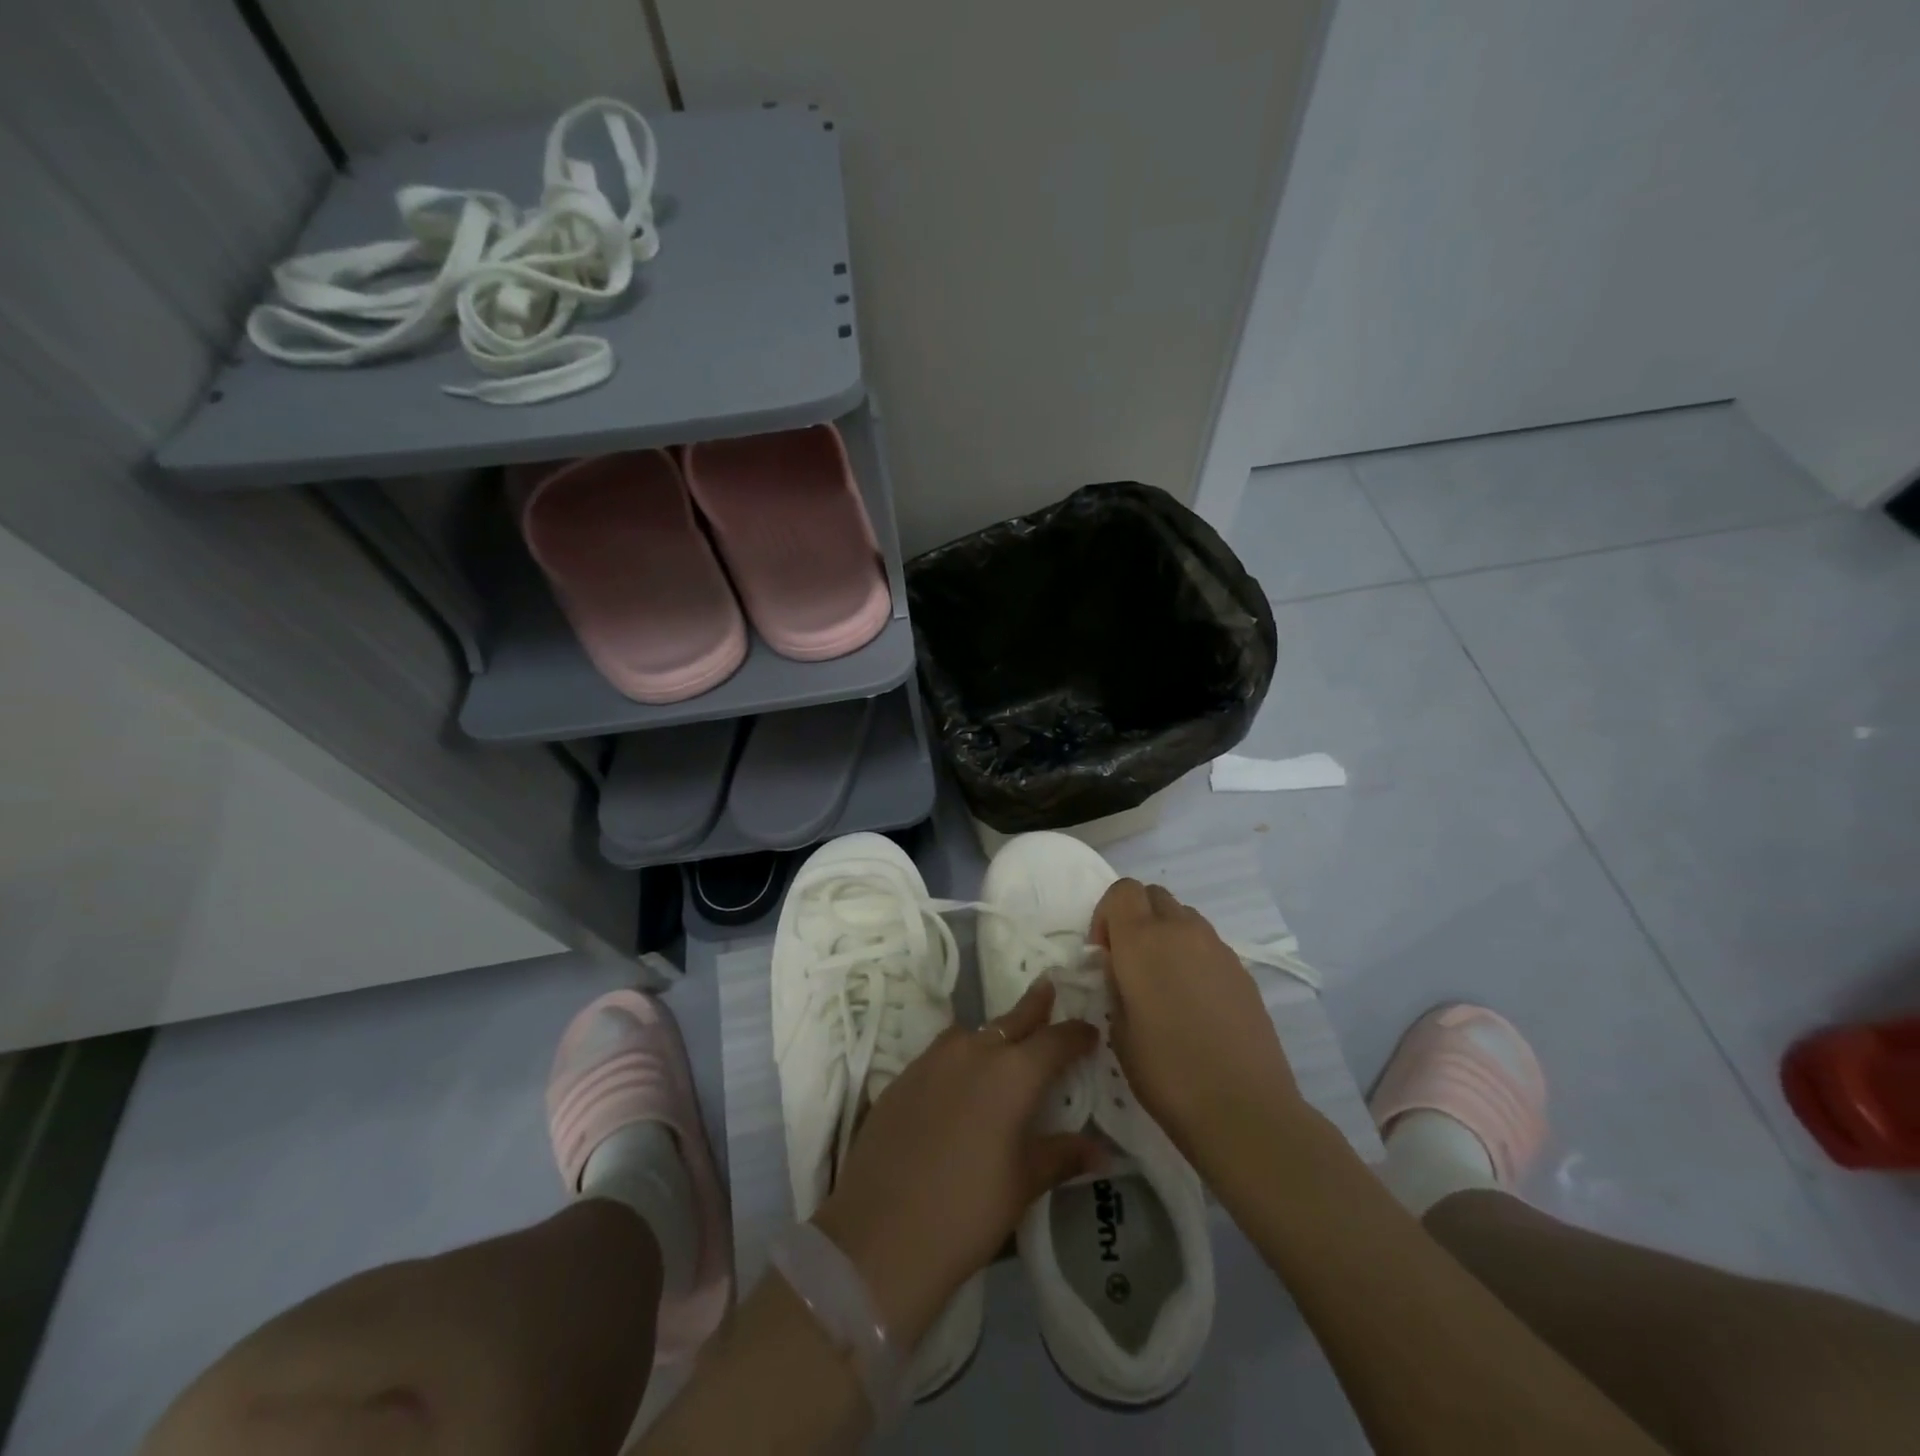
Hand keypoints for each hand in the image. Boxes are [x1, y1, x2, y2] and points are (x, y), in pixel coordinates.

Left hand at [812, 981, 1100, 1344]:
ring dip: (994, 1032)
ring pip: (973, 1032)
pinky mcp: (903, 1076)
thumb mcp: (1023, 1184)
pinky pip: (942, 1052)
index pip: (1055, 1041)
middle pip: (1012, 1020)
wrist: (880, 1232)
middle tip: (1049, 987)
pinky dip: (961, 1055)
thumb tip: (1101, 1152)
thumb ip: (1061, 1156)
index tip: (1090, 1032)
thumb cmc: (967, 1211)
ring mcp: (933, 1060)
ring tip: (1006, 1039)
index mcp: (1013, 1073)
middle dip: (1035, 1007)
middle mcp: (974, 1052)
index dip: (1076, 1035)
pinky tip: (960, 1077)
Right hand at [1092, 879, 1310, 1169]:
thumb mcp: (1118, 1029)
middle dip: (1136, 917)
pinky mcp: (1243, 971)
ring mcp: (1218, 948)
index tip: (1105, 952)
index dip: (1107, 914)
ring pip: (1184, 917)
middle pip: (1154, 895)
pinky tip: (1194, 1002)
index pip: (1122, 890)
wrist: (1243, 1109)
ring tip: (1164, 981)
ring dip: (1166, 934)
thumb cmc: (1167, 1072)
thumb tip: (1120, 968)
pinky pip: (1208, 945)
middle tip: (1130, 962)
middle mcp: (1181, 931)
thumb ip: (1115, 984)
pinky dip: (1193, 956)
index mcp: (1142, 940)